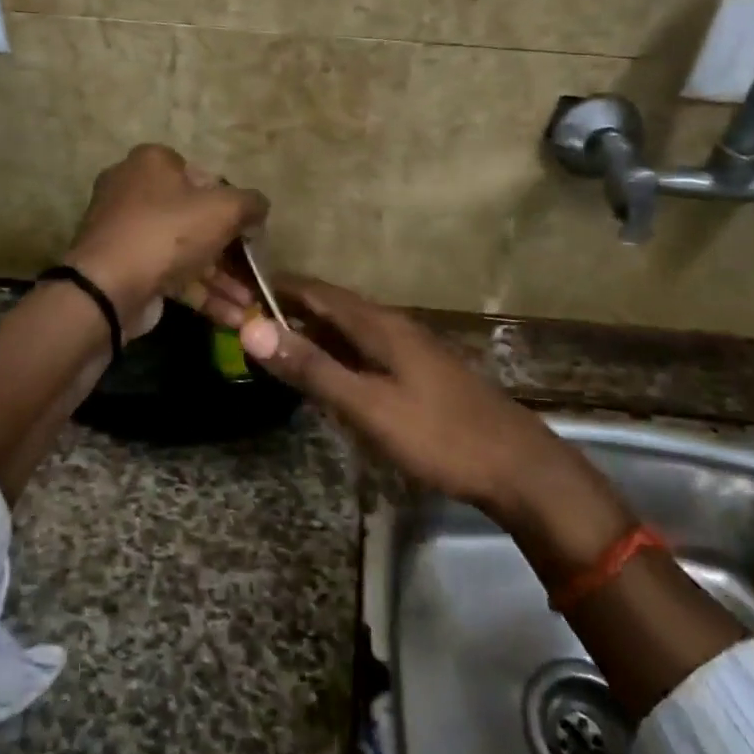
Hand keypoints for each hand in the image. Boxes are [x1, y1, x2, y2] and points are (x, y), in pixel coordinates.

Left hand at [64, 144, 268, 334]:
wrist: (109, 288)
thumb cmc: (169, 233)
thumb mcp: (224, 209)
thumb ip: (251, 204)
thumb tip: (259, 208)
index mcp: (153, 163)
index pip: (204, 177)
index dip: (232, 203)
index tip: (251, 229)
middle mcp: (134, 191)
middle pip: (195, 218)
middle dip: (231, 251)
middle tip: (255, 269)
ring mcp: (128, 233)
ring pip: (186, 252)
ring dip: (222, 279)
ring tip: (251, 302)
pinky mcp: (128, 270)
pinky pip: (172, 277)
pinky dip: (203, 294)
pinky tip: (234, 316)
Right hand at [214, 275, 614, 524]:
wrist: (515, 466)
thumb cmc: (438, 435)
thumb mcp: (367, 405)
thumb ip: (313, 368)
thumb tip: (254, 329)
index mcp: (380, 325)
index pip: (318, 292)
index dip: (278, 288)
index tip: (238, 289)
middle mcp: (395, 327)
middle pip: (334, 308)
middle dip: (291, 311)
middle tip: (247, 322)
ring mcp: (411, 350)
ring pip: (351, 331)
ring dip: (314, 333)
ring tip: (276, 346)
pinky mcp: (420, 373)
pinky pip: (367, 352)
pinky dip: (338, 354)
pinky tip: (329, 375)